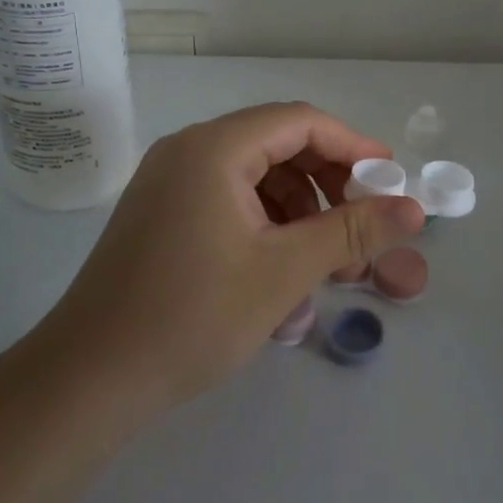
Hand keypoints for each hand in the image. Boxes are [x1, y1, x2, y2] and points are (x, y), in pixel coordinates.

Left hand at [41, 102, 425, 410]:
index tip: (388, 181)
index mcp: (214, 148)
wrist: (89, 380)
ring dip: (300, 206)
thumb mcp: (285, 271)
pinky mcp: (162, 210)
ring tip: (328, 259)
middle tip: (360, 227)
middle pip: (278, 143)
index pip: (300, 121)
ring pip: (256, 173)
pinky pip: (229, 195)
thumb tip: (413, 208)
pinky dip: (267, 220)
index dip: (352, 145)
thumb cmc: (193, 317)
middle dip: (327, 182)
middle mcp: (189, 149)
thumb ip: (353, 231)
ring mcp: (170, 180)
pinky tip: (284, 265)